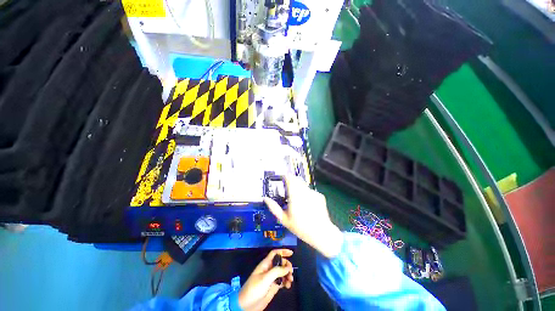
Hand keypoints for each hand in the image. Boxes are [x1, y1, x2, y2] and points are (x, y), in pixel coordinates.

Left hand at [238, 249, 293, 310]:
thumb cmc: (255, 288)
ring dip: (288, 275)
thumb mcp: (266, 278)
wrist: (247, 305)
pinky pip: (282, 281)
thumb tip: (288, 267)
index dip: (283, 251)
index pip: (275, 253)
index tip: (291, 253)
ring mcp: (271, 278)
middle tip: (291, 272)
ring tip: (290, 281)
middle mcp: (269, 269)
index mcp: (266, 264)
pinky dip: (286, 282)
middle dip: (287, 265)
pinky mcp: (273, 287)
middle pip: (281, 263)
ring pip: (282, 272)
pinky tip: (288, 286)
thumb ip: (277, 271)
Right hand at [264, 176, 342, 258]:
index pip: (289, 178)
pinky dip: (307, 194)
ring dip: (299, 188)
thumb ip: (274, 207)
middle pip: (296, 179)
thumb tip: (265, 198)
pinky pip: (310, 191)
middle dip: (291, 182)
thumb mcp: (284, 219)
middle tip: (288, 190)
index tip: (281, 179)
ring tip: (298, 200)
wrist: (322, 233)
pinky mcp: (319, 195)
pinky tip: (307, 204)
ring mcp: (313, 192)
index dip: (284, 177)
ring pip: (303, 185)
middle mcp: (304, 190)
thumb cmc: (300, 227)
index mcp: (294, 195)